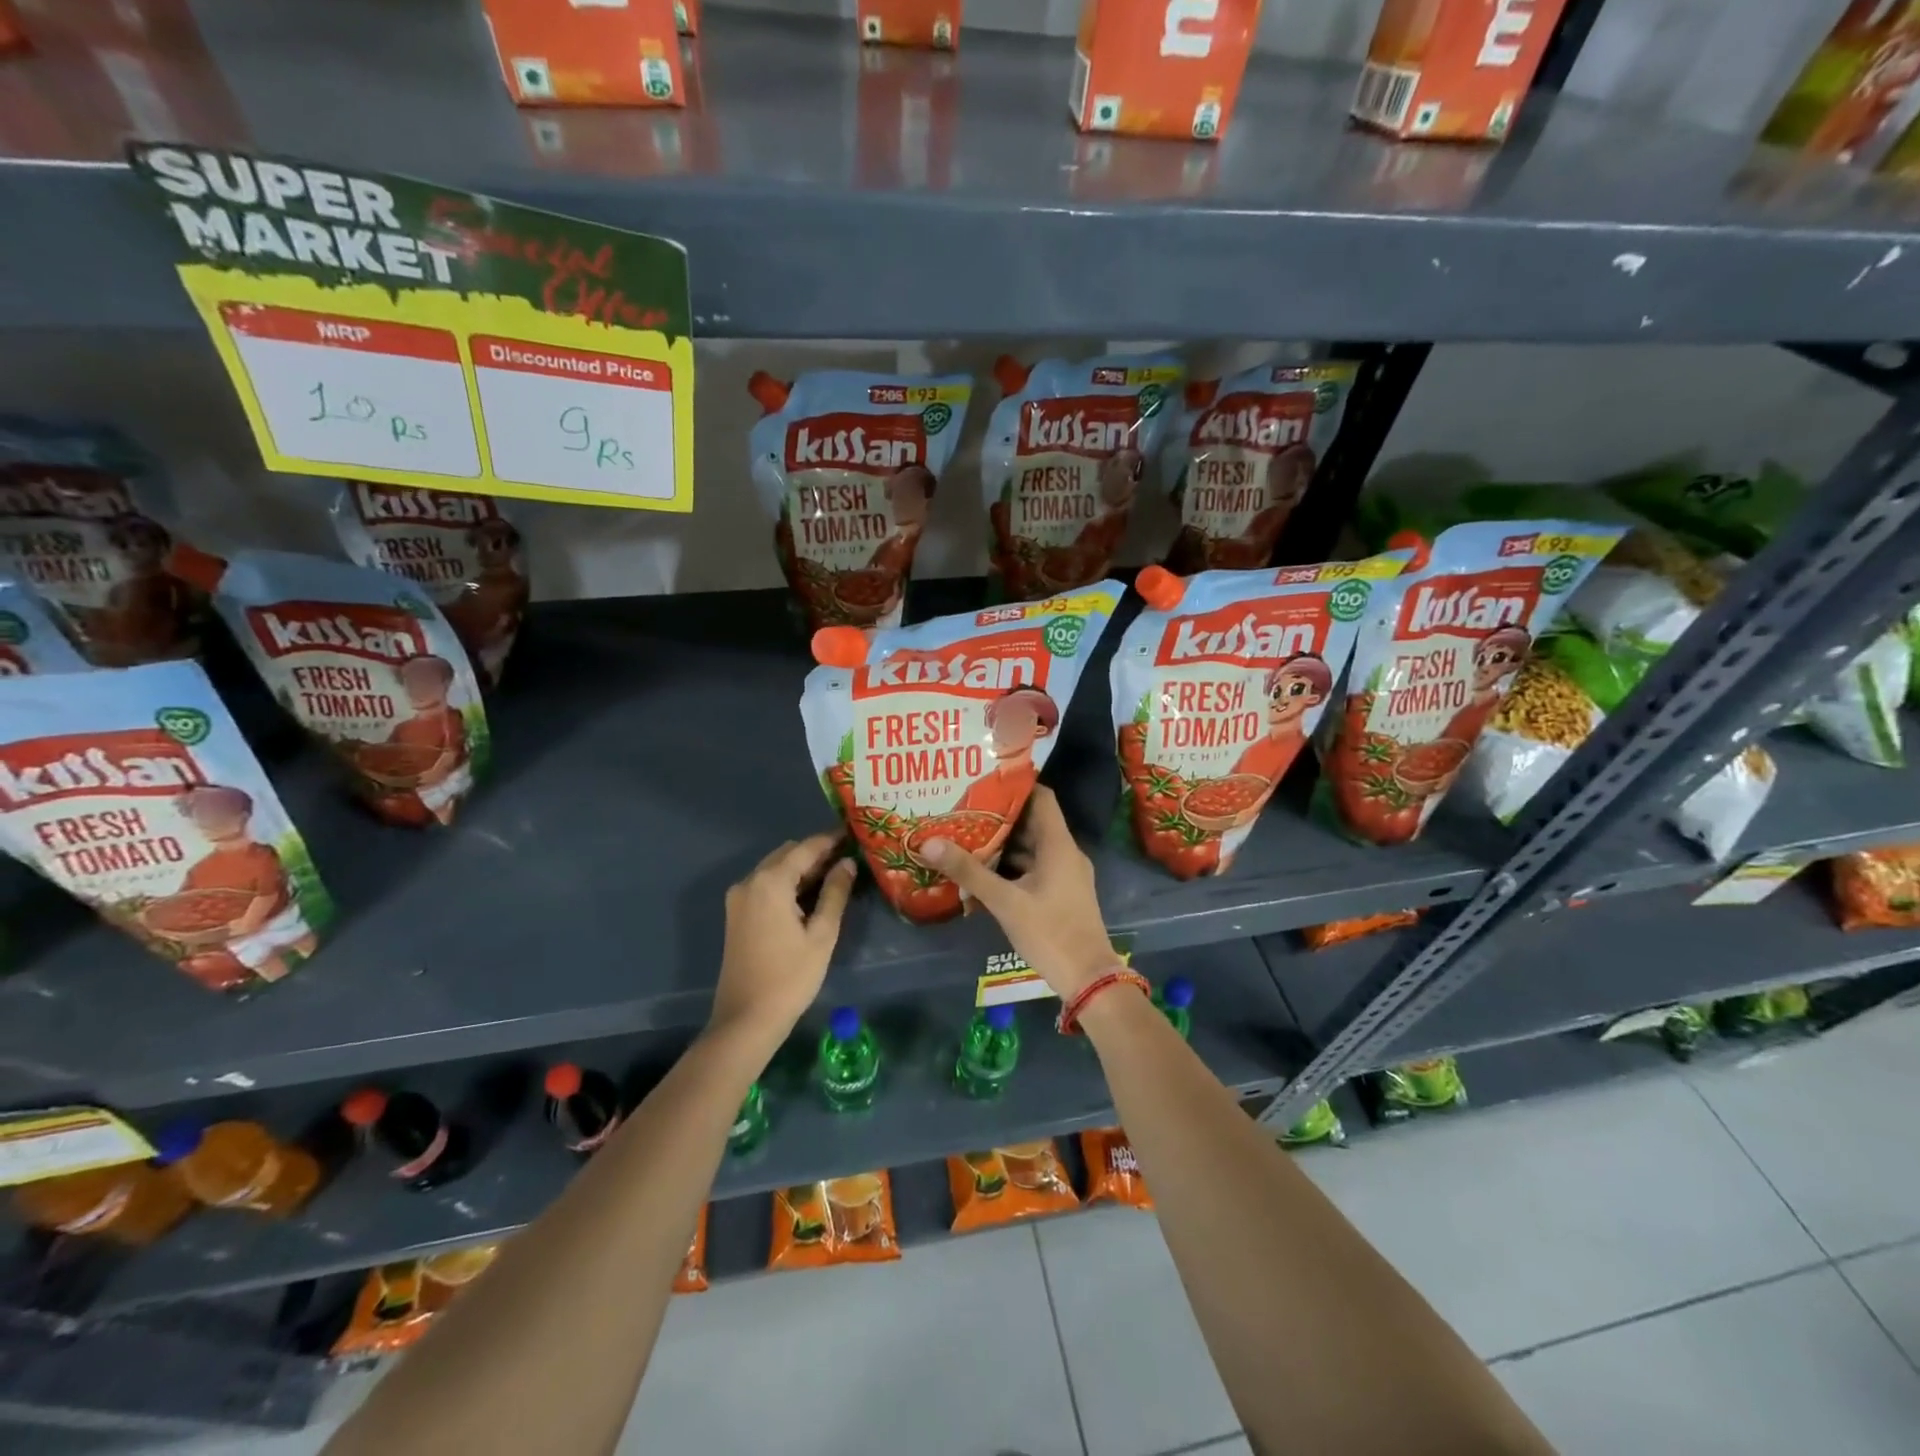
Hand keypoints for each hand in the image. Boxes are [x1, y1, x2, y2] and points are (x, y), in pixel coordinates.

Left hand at [709, 834, 854, 1046]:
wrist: (746, 1019)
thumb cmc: (790, 977)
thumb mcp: (822, 934)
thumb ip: (835, 893)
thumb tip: (847, 863)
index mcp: (771, 882)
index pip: (806, 848)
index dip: (831, 840)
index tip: (854, 834)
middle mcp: (750, 881)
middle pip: (788, 853)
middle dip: (816, 853)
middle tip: (848, 860)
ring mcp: (739, 897)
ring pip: (775, 868)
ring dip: (802, 868)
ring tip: (835, 877)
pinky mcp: (737, 914)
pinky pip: (766, 885)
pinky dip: (787, 883)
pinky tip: (809, 896)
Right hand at [919, 787, 1114, 999]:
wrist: (1088, 979)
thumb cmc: (1050, 933)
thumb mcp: (1005, 902)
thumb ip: (969, 871)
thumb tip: (930, 842)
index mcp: (1059, 845)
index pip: (1041, 797)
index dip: (1015, 786)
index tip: (982, 782)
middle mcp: (1065, 853)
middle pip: (1031, 822)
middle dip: (998, 817)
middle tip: (962, 811)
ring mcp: (1065, 875)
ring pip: (1030, 848)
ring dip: (1002, 845)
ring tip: (965, 838)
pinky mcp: (1060, 894)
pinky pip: (1033, 869)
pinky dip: (1010, 868)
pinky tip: (982, 874)